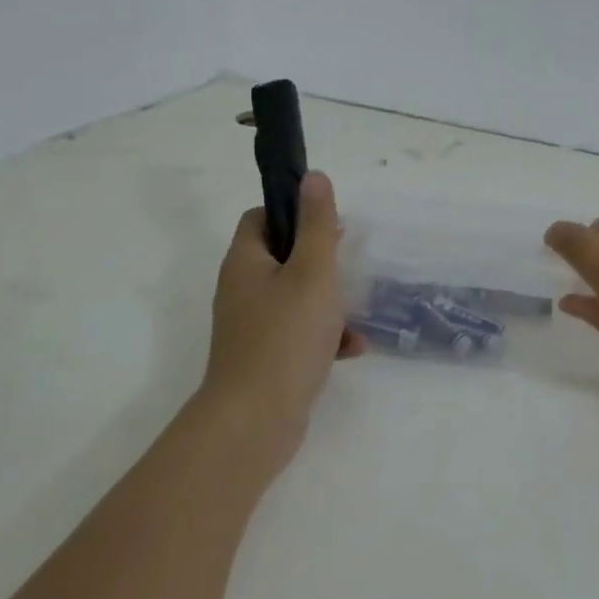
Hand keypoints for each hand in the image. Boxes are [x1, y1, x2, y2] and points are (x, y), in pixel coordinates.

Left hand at [199, 172, 362, 465]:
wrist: (255, 421)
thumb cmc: (286, 336)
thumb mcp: (312, 272)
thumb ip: (317, 225)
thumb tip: (314, 176)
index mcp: (245, 262)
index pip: (261, 218)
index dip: (293, 213)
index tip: (328, 226)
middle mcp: (242, 290)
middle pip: (283, 259)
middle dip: (321, 263)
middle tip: (349, 268)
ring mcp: (251, 327)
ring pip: (295, 299)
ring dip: (329, 304)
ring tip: (356, 317)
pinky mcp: (265, 358)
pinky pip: (298, 335)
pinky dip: (324, 337)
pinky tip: (352, 351)